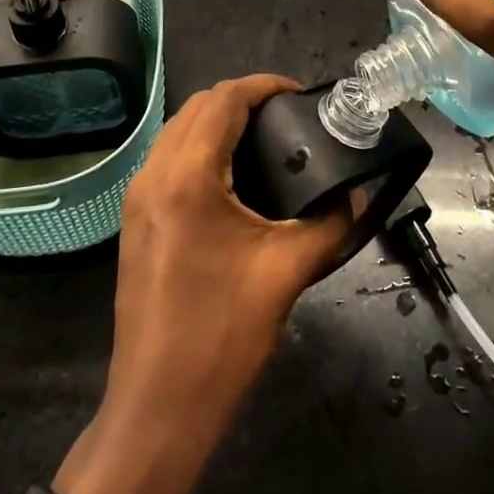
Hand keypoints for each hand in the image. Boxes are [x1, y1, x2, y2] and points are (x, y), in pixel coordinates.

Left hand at [57, 75, 350, 493]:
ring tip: (265, 137)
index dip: (263, 86)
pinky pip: (167, 158)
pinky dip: (199, 146)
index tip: (299, 93)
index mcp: (187, 176)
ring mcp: (137, 197)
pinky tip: (232, 173)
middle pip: (196, 107)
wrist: (157, 407)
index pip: (223, 101)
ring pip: (177, 130)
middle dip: (241, 98)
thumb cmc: (222, 335)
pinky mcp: (134, 220)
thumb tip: (358, 197)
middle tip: (287, 115)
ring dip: (217, 120)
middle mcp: (153, 174)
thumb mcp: (287, 272)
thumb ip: (331, 225)